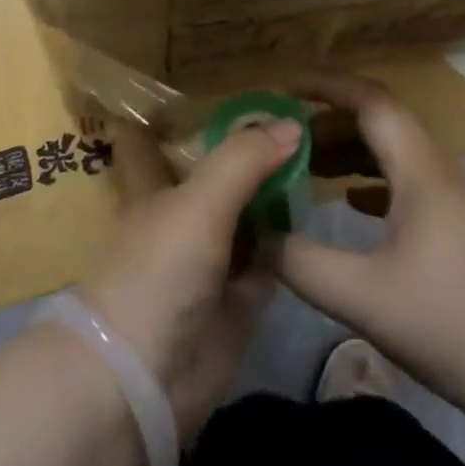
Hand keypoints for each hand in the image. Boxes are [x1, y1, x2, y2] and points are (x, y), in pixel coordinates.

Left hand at [78, 115, 301, 440]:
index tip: (203, 85)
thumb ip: (243, 159)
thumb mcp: (199, 201)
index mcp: (155, 186)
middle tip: (295, 117)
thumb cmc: (158, 270)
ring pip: (246, 217)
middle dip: (246, 152)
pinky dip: (290, 245)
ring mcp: (210, 260)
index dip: (168, 113)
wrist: (143, 380)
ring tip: (321, 156)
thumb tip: (291, 122)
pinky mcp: (237, 302)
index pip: (153, 139)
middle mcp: (181, 217)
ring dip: (275, 195)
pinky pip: (269, 262)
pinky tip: (320, 217)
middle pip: (214, 176)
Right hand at [275, 71, 464, 415]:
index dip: (325, 85)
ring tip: (304, 165)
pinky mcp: (456, 227)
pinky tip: (349, 202)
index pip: (369, 99)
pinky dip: (368, 179)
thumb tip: (253, 236)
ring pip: (391, 151)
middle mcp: (436, 169)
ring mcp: (450, 198)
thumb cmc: (454, 324)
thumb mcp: (364, 297)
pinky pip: (403, 181)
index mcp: (419, 168)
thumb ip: (302, 263)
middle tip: (282, 135)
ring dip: (348, 149)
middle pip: (378, 121)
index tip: (283, 87)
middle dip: (328, 119)